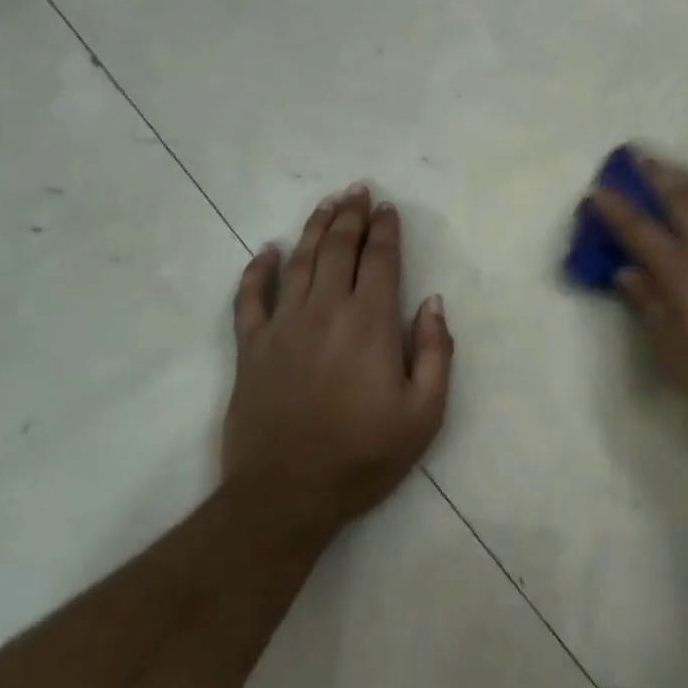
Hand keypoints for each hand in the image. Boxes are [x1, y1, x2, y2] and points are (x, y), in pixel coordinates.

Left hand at [224, 184, 453, 547]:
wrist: (286, 495)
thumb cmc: (364, 455)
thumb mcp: (425, 413)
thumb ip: (437, 352)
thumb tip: (433, 302)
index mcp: (370, 323)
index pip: (380, 260)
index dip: (385, 230)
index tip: (388, 209)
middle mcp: (325, 311)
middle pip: (338, 249)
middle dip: (351, 216)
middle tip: (358, 191)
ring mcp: (282, 326)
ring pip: (299, 262)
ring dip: (314, 229)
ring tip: (327, 204)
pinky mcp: (251, 348)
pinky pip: (249, 298)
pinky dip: (257, 270)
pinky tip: (267, 251)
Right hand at [590, 154, 687, 440]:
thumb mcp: (674, 354)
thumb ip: (649, 307)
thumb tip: (625, 272)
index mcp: (683, 272)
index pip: (641, 231)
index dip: (617, 210)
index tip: (598, 190)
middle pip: (682, 200)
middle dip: (658, 175)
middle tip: (639, 156)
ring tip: (679, 172)